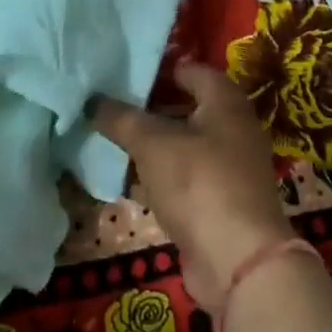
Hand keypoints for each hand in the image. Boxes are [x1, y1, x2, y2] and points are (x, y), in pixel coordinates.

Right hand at [89, 61, 294, 311]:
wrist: (239, 261)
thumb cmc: (199, 185)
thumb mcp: (153, 144)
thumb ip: (122, 119)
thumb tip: (92, 99)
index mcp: (226, 102)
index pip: (191, 70)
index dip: (157, 69)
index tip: (122, 74)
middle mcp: (234, 127)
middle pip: (187, 106)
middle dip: (150, 107)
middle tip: (109, 106)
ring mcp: (230, 165)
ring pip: (185, 143)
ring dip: (153, 143)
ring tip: (111, 138)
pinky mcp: (221, 199)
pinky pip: (186, 175)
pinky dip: (161, 173)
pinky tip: (130, 177)